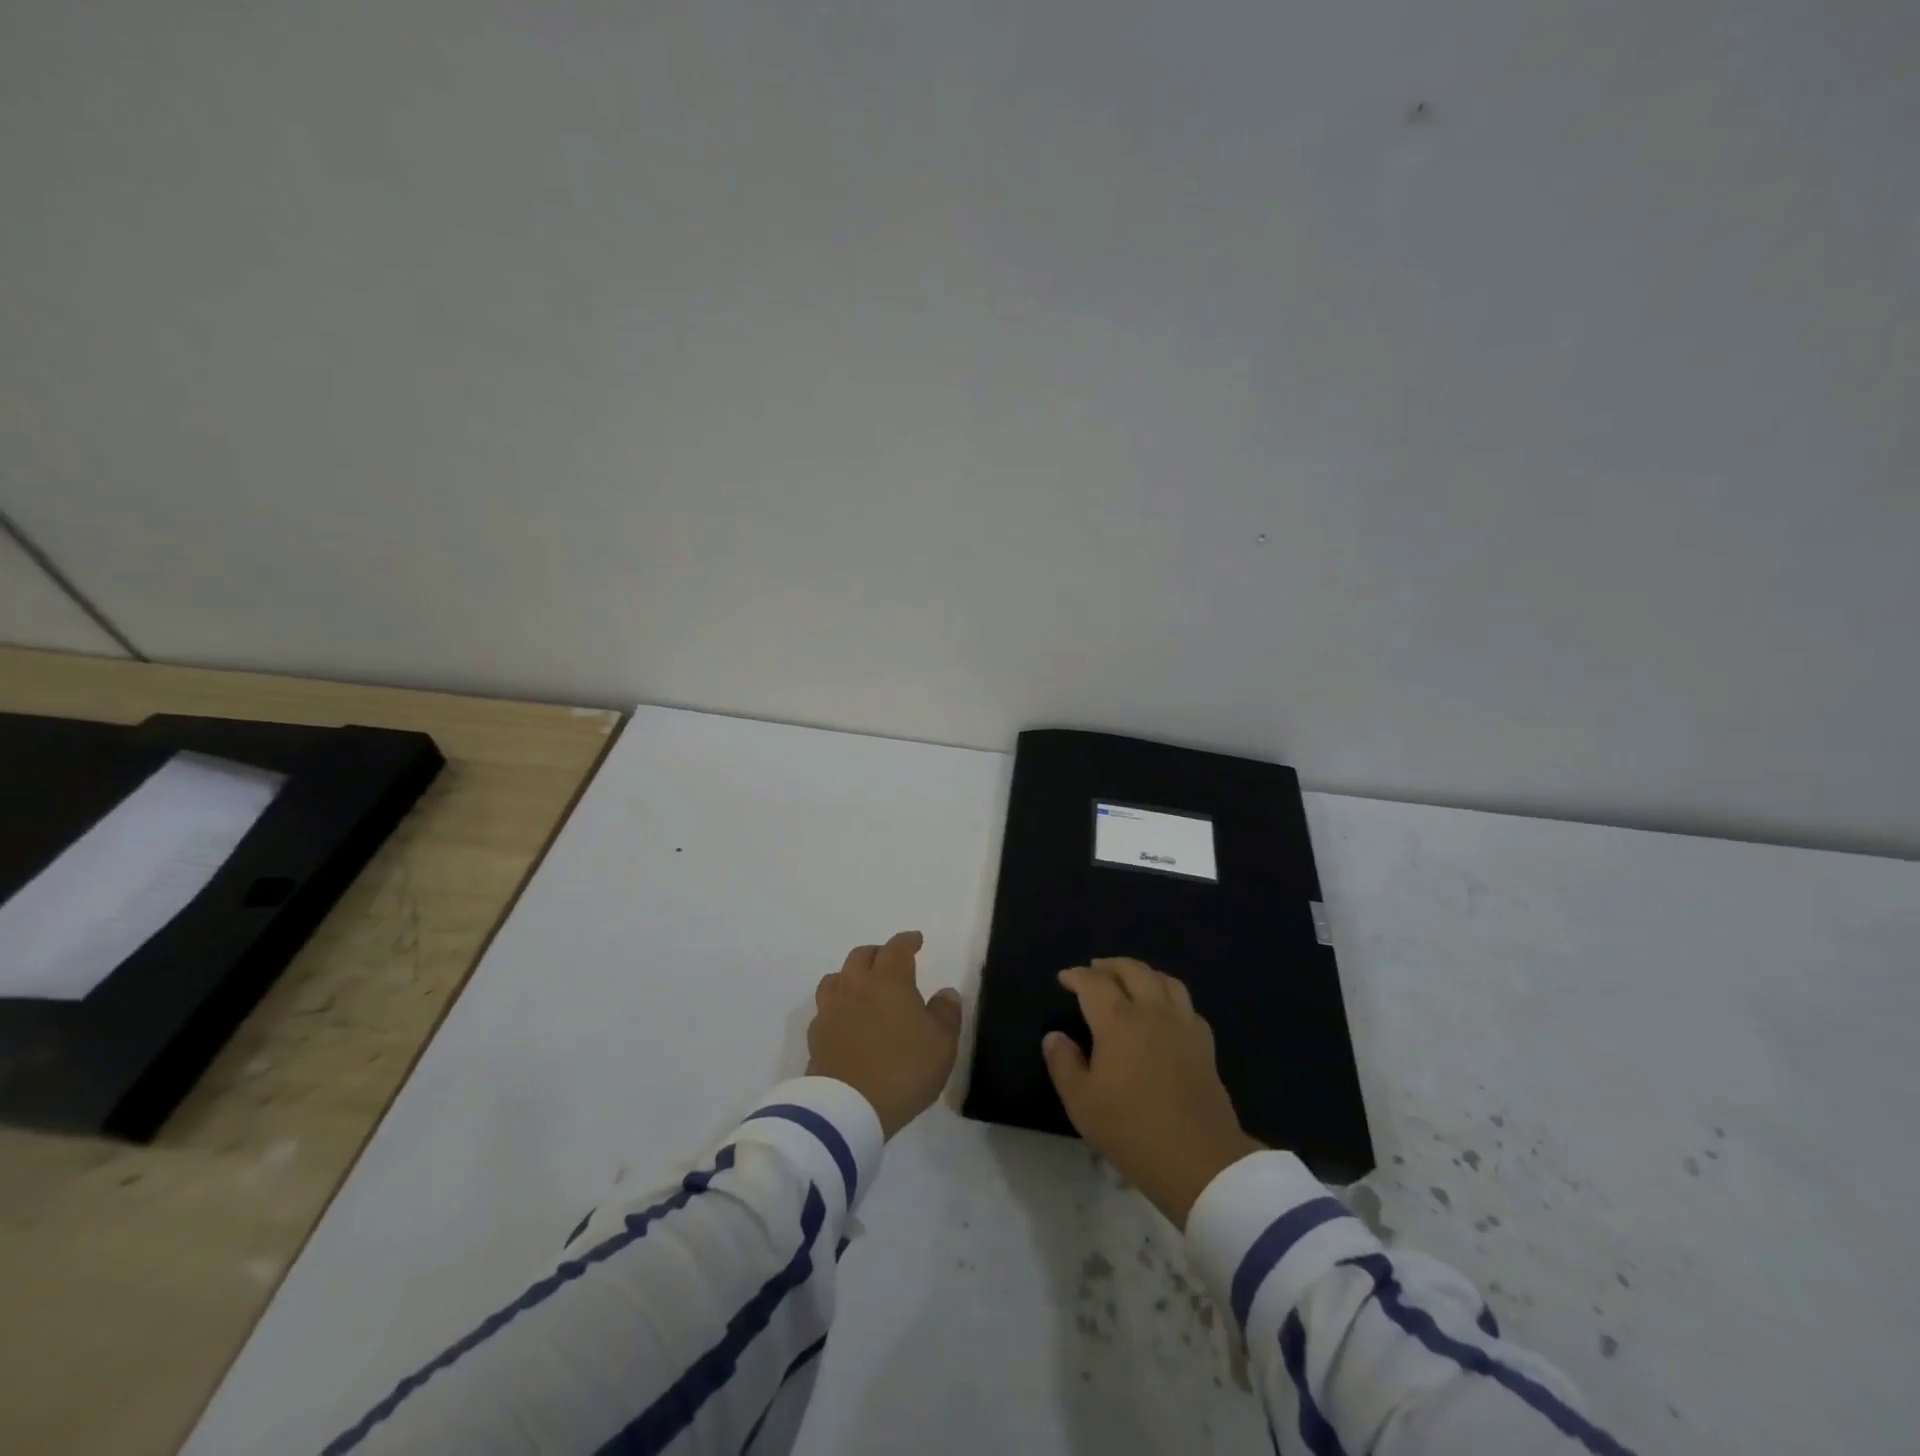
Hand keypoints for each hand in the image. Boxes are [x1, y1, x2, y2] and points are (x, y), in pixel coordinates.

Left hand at [807, 931, 962, 1137]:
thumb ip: (946, 1013)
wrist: (848, 1109)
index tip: (916, 940)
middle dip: (878, 953)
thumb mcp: (942, 1044)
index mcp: (889, 980)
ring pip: (836, 978)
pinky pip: (825, 1008)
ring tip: (862, 986)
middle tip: (890, 962)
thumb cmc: (903, 1070)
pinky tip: (844, 1019)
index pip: (897, 948)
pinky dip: (836, 1005)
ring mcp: (831, 1010)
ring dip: (851, 975)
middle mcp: (856, 986)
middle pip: (862, 956)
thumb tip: (945, 993)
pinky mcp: (816, 1036)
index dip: (907, 941)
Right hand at [1043, 958, 1262, 1228]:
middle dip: (1110, 965)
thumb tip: (1055, 1036)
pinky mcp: (1204, 1044)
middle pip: (1132, 970)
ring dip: (1143, 973)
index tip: (1064, 978)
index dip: (1076, 975)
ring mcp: (1183, 1025)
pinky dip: (1169, 997)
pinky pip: (1186, 1005)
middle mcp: (1152, 1011)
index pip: (1094, 983)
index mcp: (1118, 1021)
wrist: (1199, 1161)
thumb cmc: (1132, 1130)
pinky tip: (1164, 1012)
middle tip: (1094, 970)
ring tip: (1130, 981)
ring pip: (1165, 980)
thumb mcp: (1082, 1103)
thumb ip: (1064, 1064)